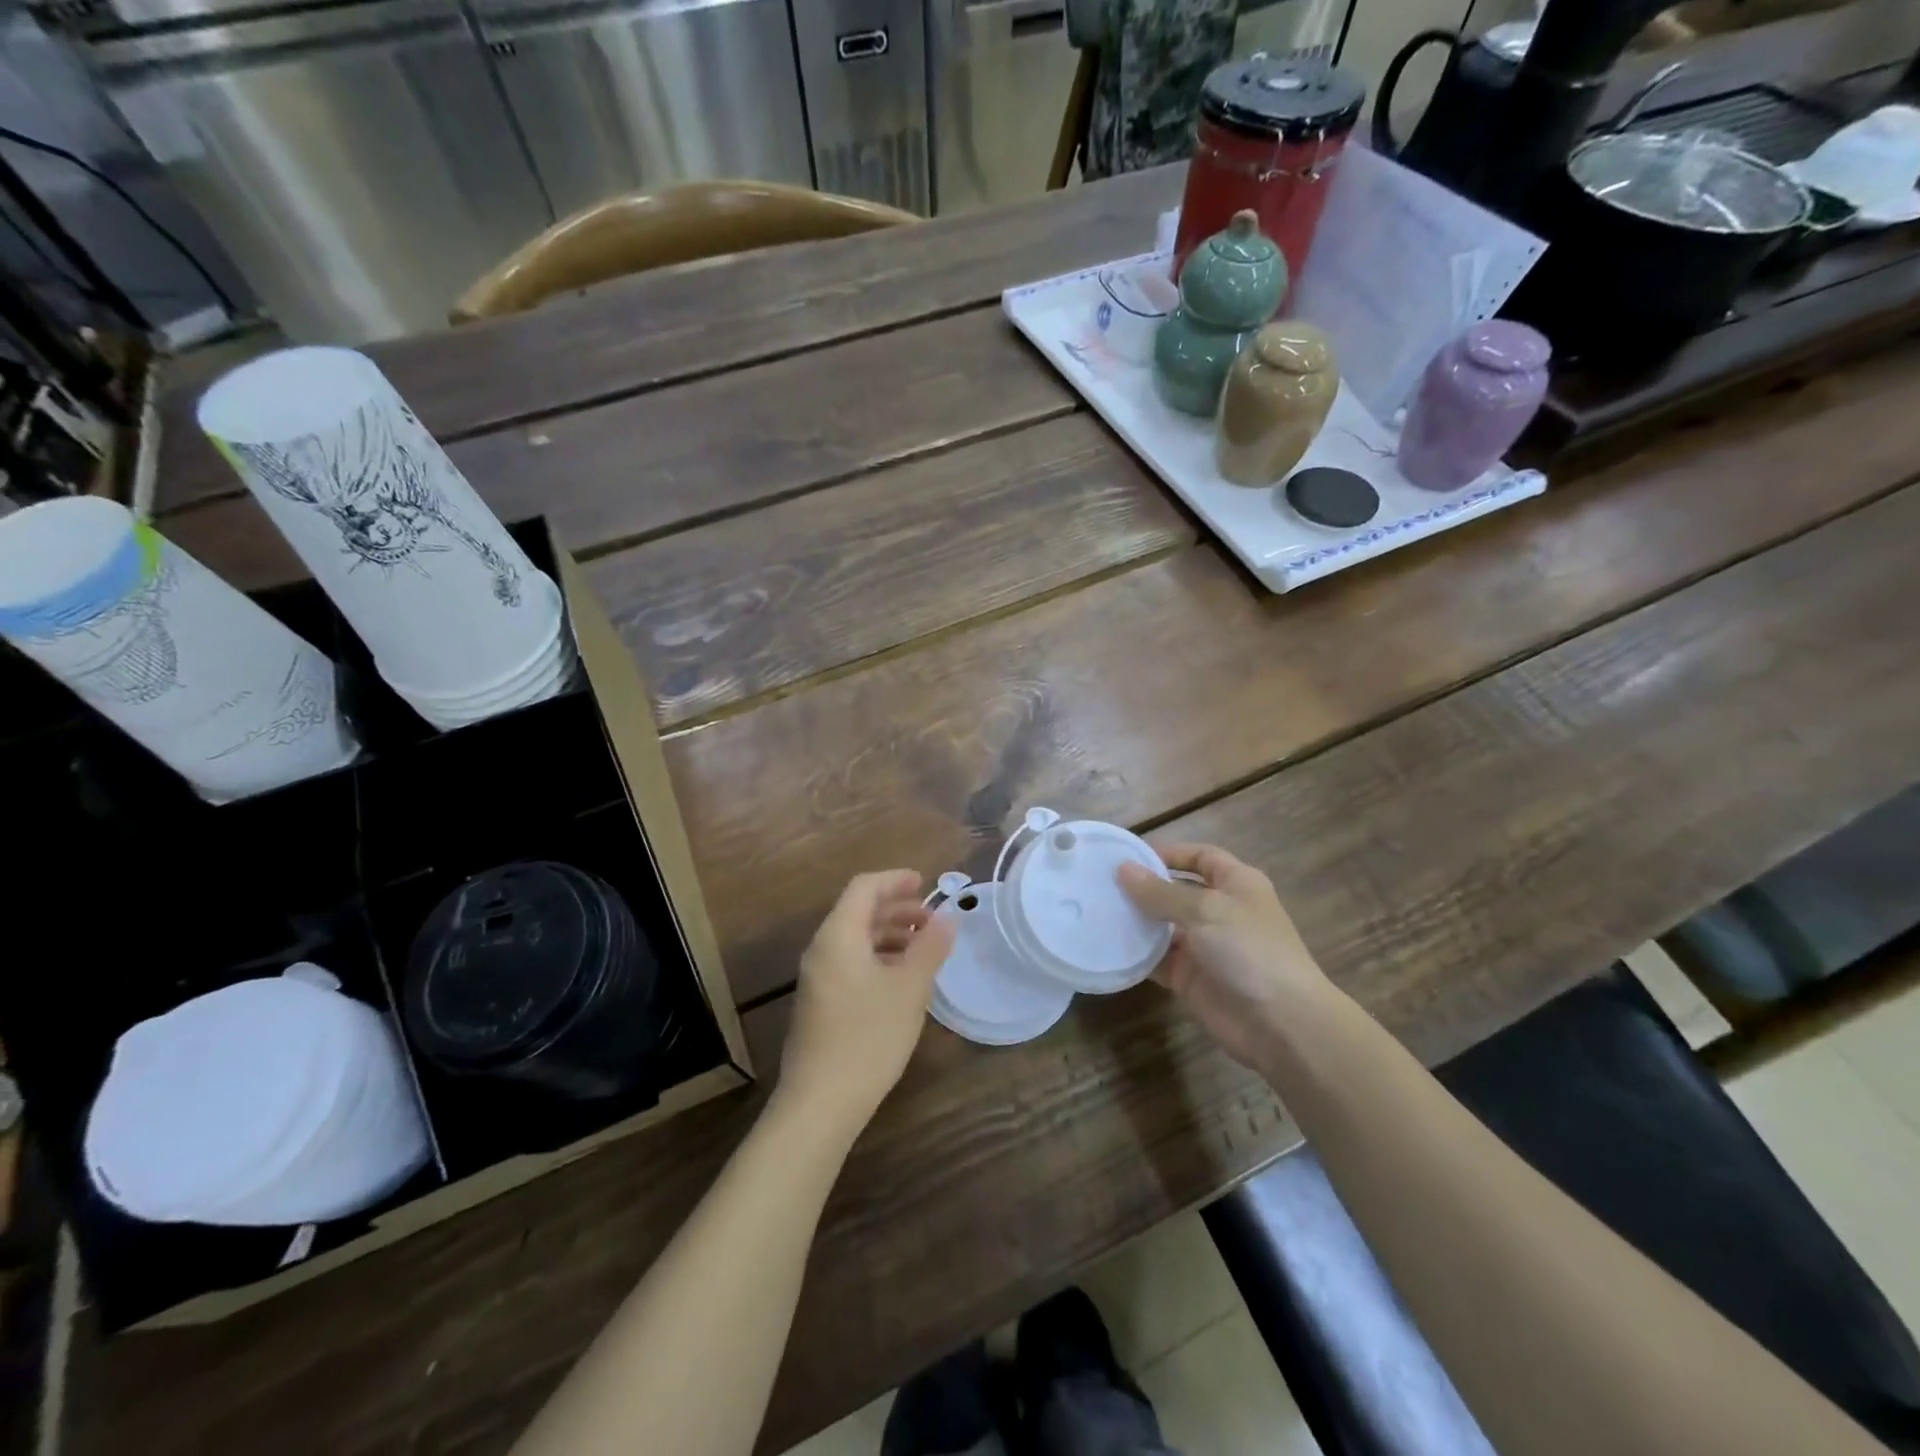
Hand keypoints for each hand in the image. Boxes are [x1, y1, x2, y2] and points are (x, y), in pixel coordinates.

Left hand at [779, 870, 956, 1130]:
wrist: (820, 1102)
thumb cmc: (868, 1037)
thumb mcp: (910, 988)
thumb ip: (929, 948)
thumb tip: (946, 918)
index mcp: (839, 935)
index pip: (864, 888)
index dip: (896, 880)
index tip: (926, 884)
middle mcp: (822, 949)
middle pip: (859, 911)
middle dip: (897, 909)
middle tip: (932, 920)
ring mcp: (818, 978)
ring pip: (856, 939)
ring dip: (890, 935)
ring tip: (923, 949)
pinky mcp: (820, 1003)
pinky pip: (851, 963)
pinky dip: (879, 958)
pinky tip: (902, 980)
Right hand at [1117, 843, 1328, 1068]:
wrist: (1281, 1024)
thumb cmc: (1249, 950)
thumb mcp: (1205, 910)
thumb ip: (1161, 892)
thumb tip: (1123, 869)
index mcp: (1237, 885)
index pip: (1201, 857)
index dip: (1171, 853)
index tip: (1131, 856)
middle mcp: (1221, 911)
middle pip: (1177, 891)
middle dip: (1145, 888)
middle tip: (1102, 884)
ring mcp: (1205, 947)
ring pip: (1164, 927)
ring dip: (1136, 920)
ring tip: (1097, 911)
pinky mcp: (1191, 978)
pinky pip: (1158, 960)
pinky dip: (1137, 954)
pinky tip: (1108, 945)